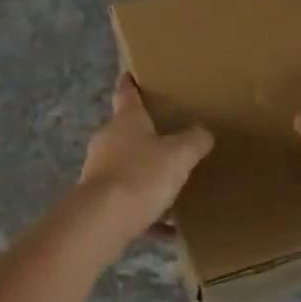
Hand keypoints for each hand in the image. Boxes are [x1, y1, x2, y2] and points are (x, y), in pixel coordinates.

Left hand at [72, 74, 212, 252]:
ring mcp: (98, 171)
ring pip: (126, 166)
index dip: (130, 83)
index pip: (126, 93)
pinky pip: (127, 201)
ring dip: (145, 174)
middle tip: (168, 135)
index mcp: (126, 120)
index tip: (129, 74)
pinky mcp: (97, 201)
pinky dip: (145, 210)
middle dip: (144, 134)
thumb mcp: (179, 155)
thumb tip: (203, 132)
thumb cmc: (140, 176)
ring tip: (171, 184)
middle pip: (126, 131)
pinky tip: (166, 228)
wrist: (101, 222)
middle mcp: (107, 140)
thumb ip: (194, 141)